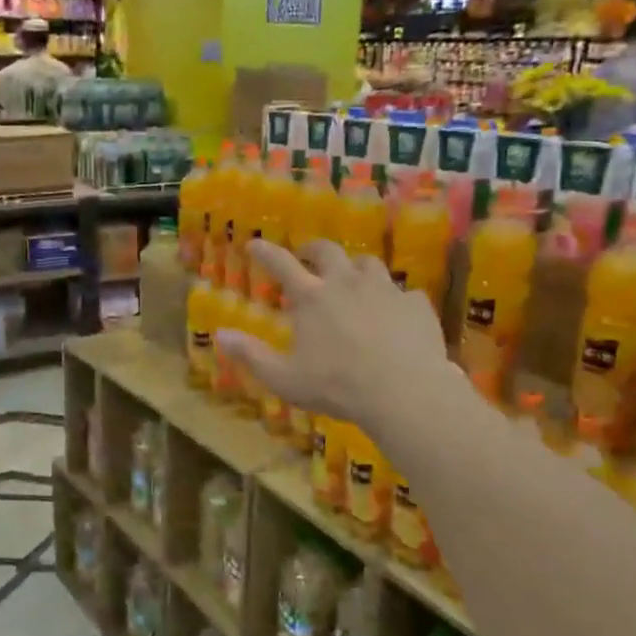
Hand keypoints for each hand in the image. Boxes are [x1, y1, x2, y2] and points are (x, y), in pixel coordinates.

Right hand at [216, 238, 458, 431]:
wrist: (404, 391)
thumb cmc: (337, 386)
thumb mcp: (284, 378)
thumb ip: (251, 355)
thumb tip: (219, 335)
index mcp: (312, 298)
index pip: (282, 264)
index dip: (266, 252)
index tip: (254, 243)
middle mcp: (347, 283)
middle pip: (329, 251)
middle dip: (314, 249)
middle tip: (308, 254)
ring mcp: (385, 290)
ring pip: (368, 264)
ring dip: (356, 268)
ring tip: (353, 279)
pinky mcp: (416, 304)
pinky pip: (404, 293)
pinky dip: (394, 299)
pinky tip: (395, 313)